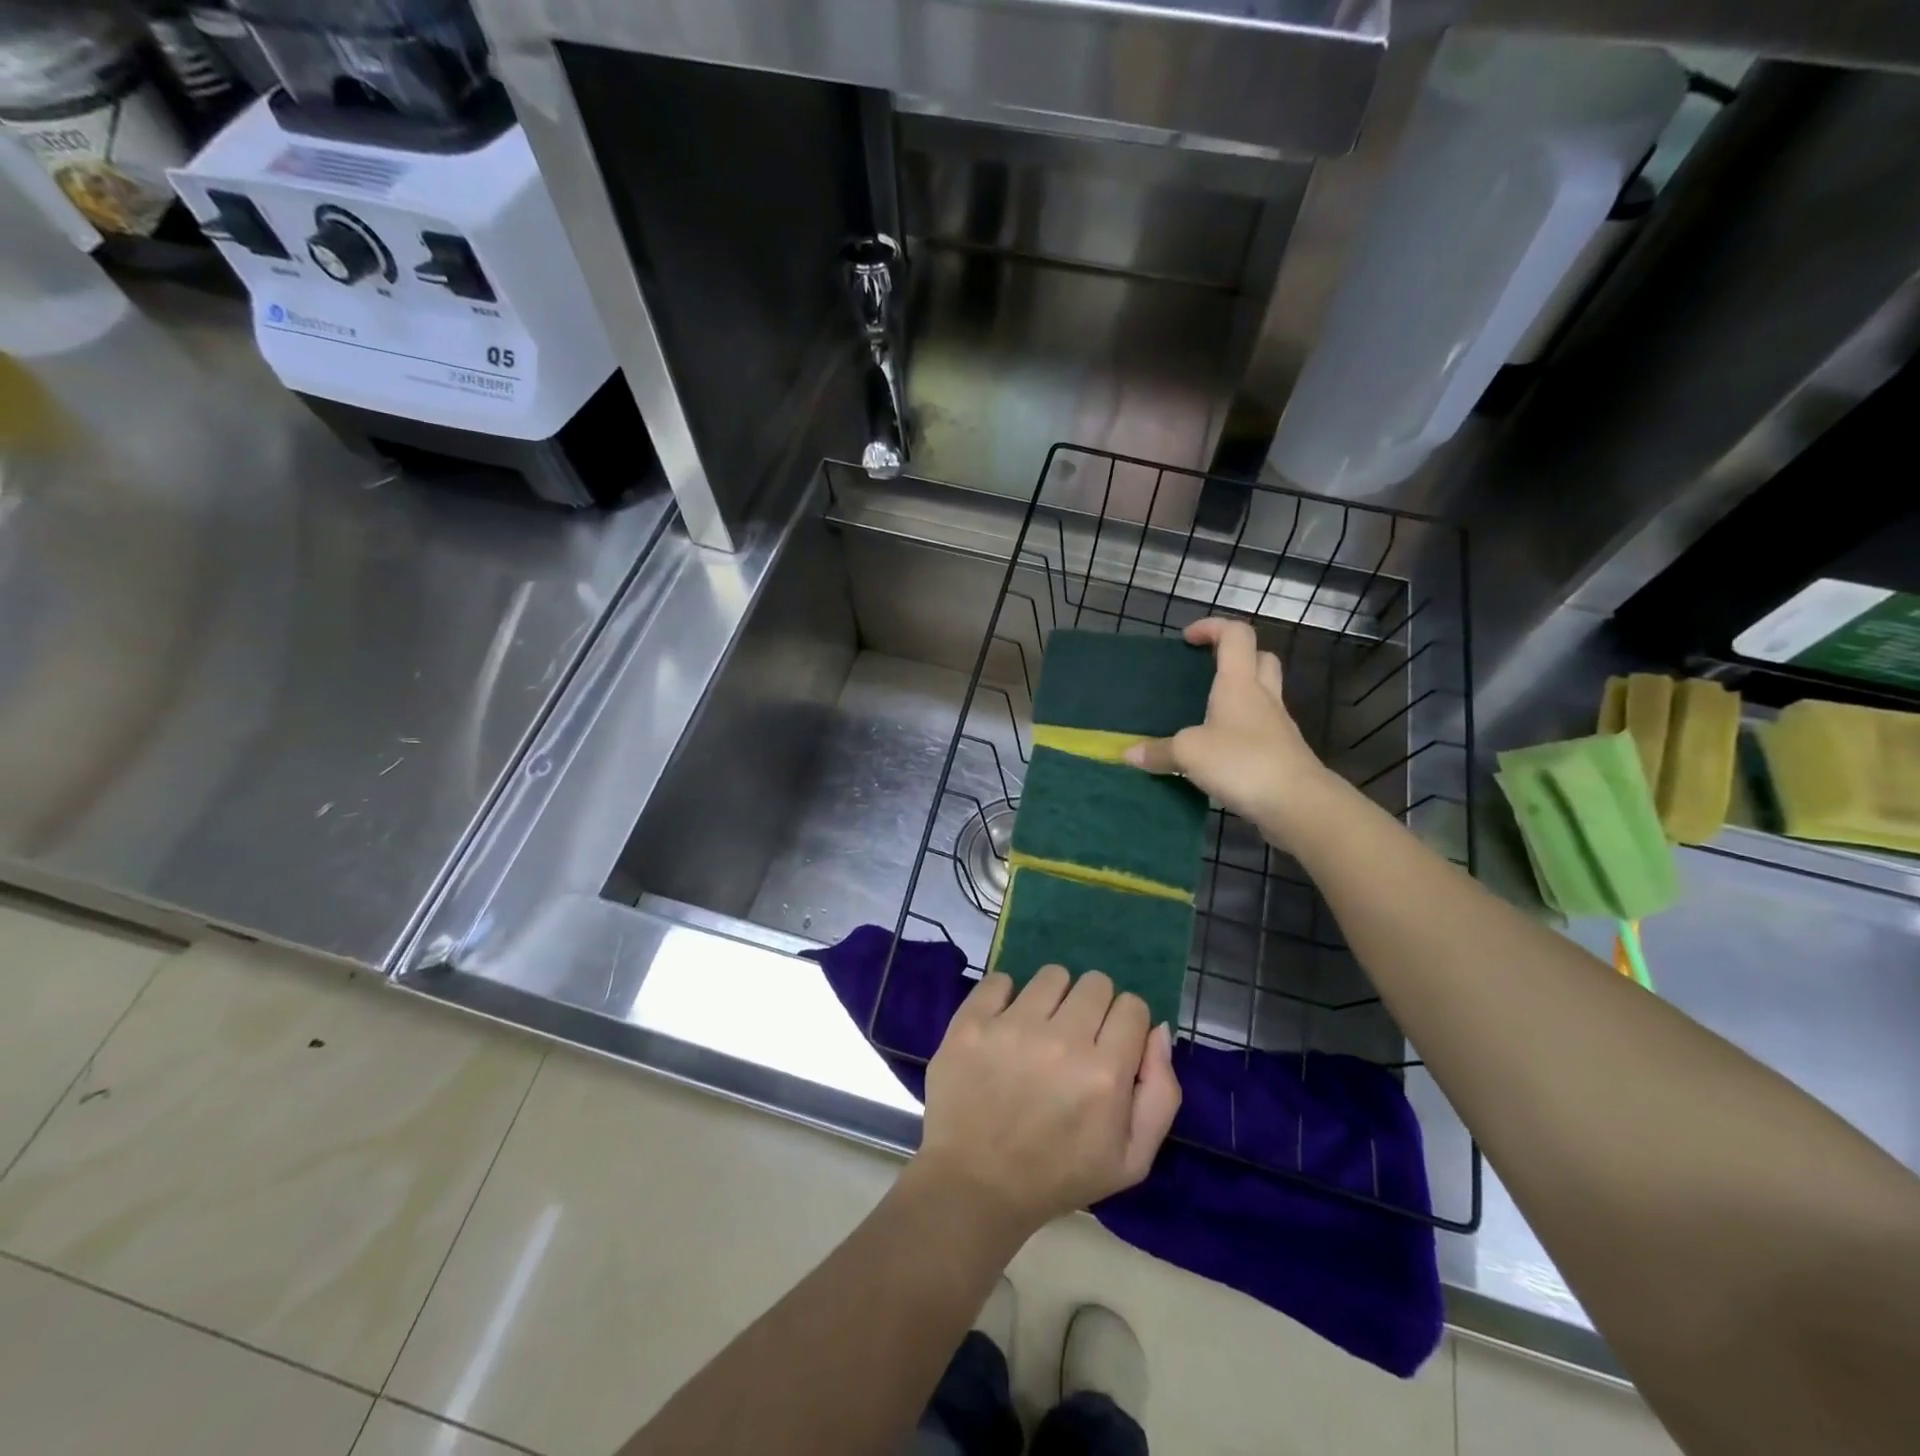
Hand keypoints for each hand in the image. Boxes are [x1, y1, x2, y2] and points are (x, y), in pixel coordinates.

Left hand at [915, 967, 1180, 1240]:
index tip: (1110, 1045)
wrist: (975, 1185)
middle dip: (1093, 1007)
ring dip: (1052, 998)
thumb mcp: (1131, 1159)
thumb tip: (1158, 1029)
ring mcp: (1011, 1027)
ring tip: (1039, 1031)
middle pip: (1095, 982)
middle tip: (1075, 1038)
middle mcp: (1061, 1041)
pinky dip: (1005, 997)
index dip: (1126, 1024)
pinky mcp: (971, 1022)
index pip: (1133, 1006)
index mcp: (1105, 1074)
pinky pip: (1000, 978)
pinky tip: (1004, 1026)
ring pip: (1052, 975)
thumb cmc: (1058, 1176)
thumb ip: (1161, 1092)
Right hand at [1124, 617, 1337, 848]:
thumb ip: (1157, 751)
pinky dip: (1241, 730)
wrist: (1298, 803)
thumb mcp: (1189, 754)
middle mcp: (1262, 697)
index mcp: (1239, 684)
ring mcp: (1277, 726)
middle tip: (1206, 671)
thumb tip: (1128, 754)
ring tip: (1206, 713)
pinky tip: (1219, 750)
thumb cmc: (1242, 762)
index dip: (1213, 627)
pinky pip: (1261, 729)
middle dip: (1235, 656)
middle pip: (1260, 659)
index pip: (1235, 635)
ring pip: (1263, 694)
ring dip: (1240, 694)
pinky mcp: (1282, 753)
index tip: (1188, 639)